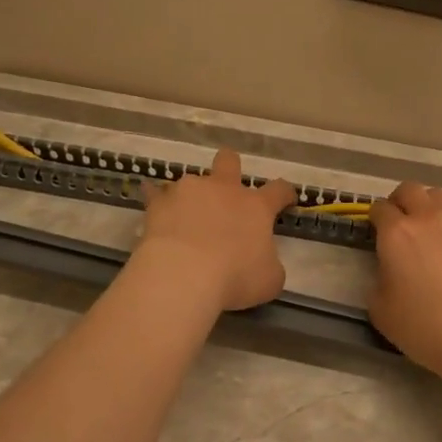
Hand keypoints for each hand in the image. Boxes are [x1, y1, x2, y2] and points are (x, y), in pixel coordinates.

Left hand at [138, 149, 297, 310]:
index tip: (286, 200)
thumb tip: (264, 262)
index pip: (278, 190)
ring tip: (186, 219)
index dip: (284, 193)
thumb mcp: (269, 280)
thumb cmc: (234, 277)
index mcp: (256, 206)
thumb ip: (269, 264)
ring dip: (193, 197)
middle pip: (229, 161)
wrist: (183, 275)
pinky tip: (156, 214)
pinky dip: (159, 203)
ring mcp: (188, 191)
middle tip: (227, 189)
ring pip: (192, 181)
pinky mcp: (159, 203)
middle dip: (230, 168)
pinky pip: (156, 195)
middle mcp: (223, 189)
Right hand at [368, 181, 441, 380]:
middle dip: (400, 201)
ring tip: (428, 233)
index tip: (375, 232)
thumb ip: (378, 280)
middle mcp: (428, 219)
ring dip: (428, 208)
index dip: (374, 218)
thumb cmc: (423, 327)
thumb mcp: (380, 310)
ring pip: (440, 198)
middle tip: (399, 224)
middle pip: (410, 189)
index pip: (379, 208)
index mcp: (397, 233)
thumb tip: (389, 270)